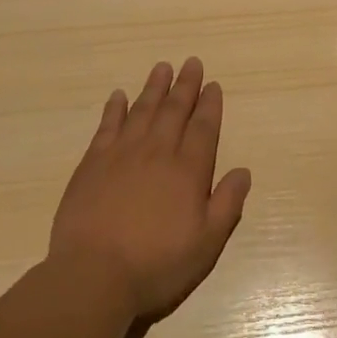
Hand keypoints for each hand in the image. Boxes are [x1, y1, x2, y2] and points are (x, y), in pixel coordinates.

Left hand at [48, 58, 251, 319]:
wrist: (93, 276)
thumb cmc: (156, 265)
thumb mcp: (206, 244)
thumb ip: (227, 204)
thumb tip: (243, 171)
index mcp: (188, 170)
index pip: (203, 128)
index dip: (210, 105)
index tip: (213, 85)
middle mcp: (158, 152)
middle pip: (174, 110)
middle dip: (186, 85)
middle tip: (192, 62)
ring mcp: (122, 154)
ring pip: (143, 110)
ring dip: (154, 87)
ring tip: (162, 67)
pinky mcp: (93, 163)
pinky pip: (107, 125)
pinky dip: (115, 108)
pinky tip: (119, 96)